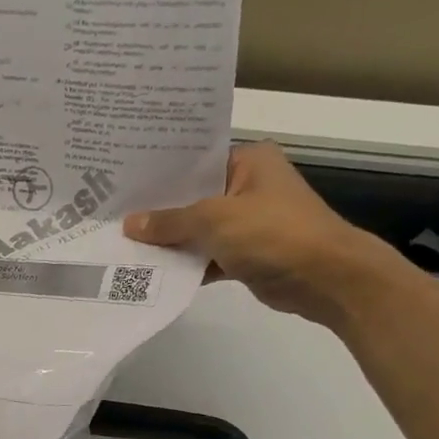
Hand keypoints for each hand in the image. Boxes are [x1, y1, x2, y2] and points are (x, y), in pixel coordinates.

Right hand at [123, 143, 410, 326]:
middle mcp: (247, 186)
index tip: (122, 185)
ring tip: (124, 246)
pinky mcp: (246, 255)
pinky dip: (187, 265)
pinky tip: (154, 273)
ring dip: (170, 243)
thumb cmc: (273, 234)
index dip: (159, 175)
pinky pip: (207, 256)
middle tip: (113, 217)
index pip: (195, 162)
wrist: (324, 278)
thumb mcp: (215, 220)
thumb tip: (130, 224)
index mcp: (248, 161)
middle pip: (193, 198)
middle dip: (158, 213)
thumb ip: (171, 222)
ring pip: (198, 230)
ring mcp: (247, 223)